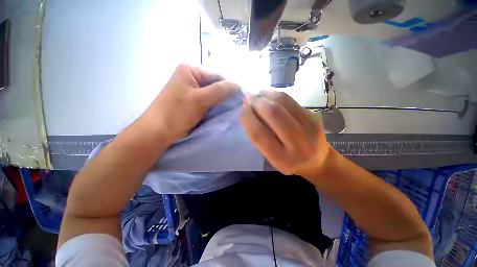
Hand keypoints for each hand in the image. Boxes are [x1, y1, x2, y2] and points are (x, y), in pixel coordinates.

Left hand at [138, 64, 238, 143]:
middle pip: (214, 84)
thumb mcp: (200, 99)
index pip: (217, 75)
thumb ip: (220, 90)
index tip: (240, 97)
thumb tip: (239, 85)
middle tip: (236, 104)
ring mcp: (191, 90)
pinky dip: (215, 106)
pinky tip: (221, 111)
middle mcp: (191, 77)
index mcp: (190, 70)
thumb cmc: (177, 112)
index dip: (229, 85)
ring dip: (220, 101)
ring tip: (230, 109)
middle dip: (225, 94)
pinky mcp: (192, 101)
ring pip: (212, 94)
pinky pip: (208, 101)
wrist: (158, 131)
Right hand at [241, 91, 331, 176]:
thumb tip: (249, 113)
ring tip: (256, 93)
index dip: (248, 118)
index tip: (241, 108)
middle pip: (273, 114)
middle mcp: (297, 144)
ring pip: (283, 102)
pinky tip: (269, 95)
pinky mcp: (314, 116)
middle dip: (257, 102)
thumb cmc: (289, 161)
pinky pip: (291, 100)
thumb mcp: (271, 158)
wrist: (318, 162)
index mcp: (281, 158)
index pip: (259, 134)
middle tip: (247, 97)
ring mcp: (309, 128)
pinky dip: (276, 94)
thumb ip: (260, 138)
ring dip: (266, 94)